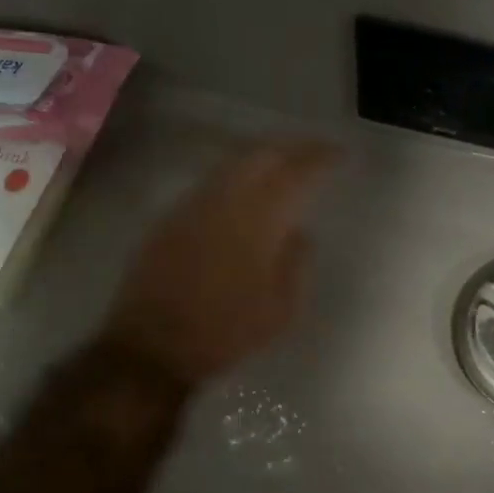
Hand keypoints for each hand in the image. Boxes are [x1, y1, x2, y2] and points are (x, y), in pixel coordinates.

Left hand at [102, 140, 338, 385]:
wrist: (153, 345)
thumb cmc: (226, 332)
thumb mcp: (281, 310)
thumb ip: (297, 264)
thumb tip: (300, 233)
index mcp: (259, 221)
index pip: (297, 174)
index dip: (321, 158)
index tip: (340, 155)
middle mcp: (226, 200)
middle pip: (262, 155)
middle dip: (293, 147)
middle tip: (315, 151)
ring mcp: (194, 204)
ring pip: (234, 163)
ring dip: (264, 156)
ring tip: (285, 163)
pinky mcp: (172, 216)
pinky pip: (212, 181)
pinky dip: (237, 174)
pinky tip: (245, 188)